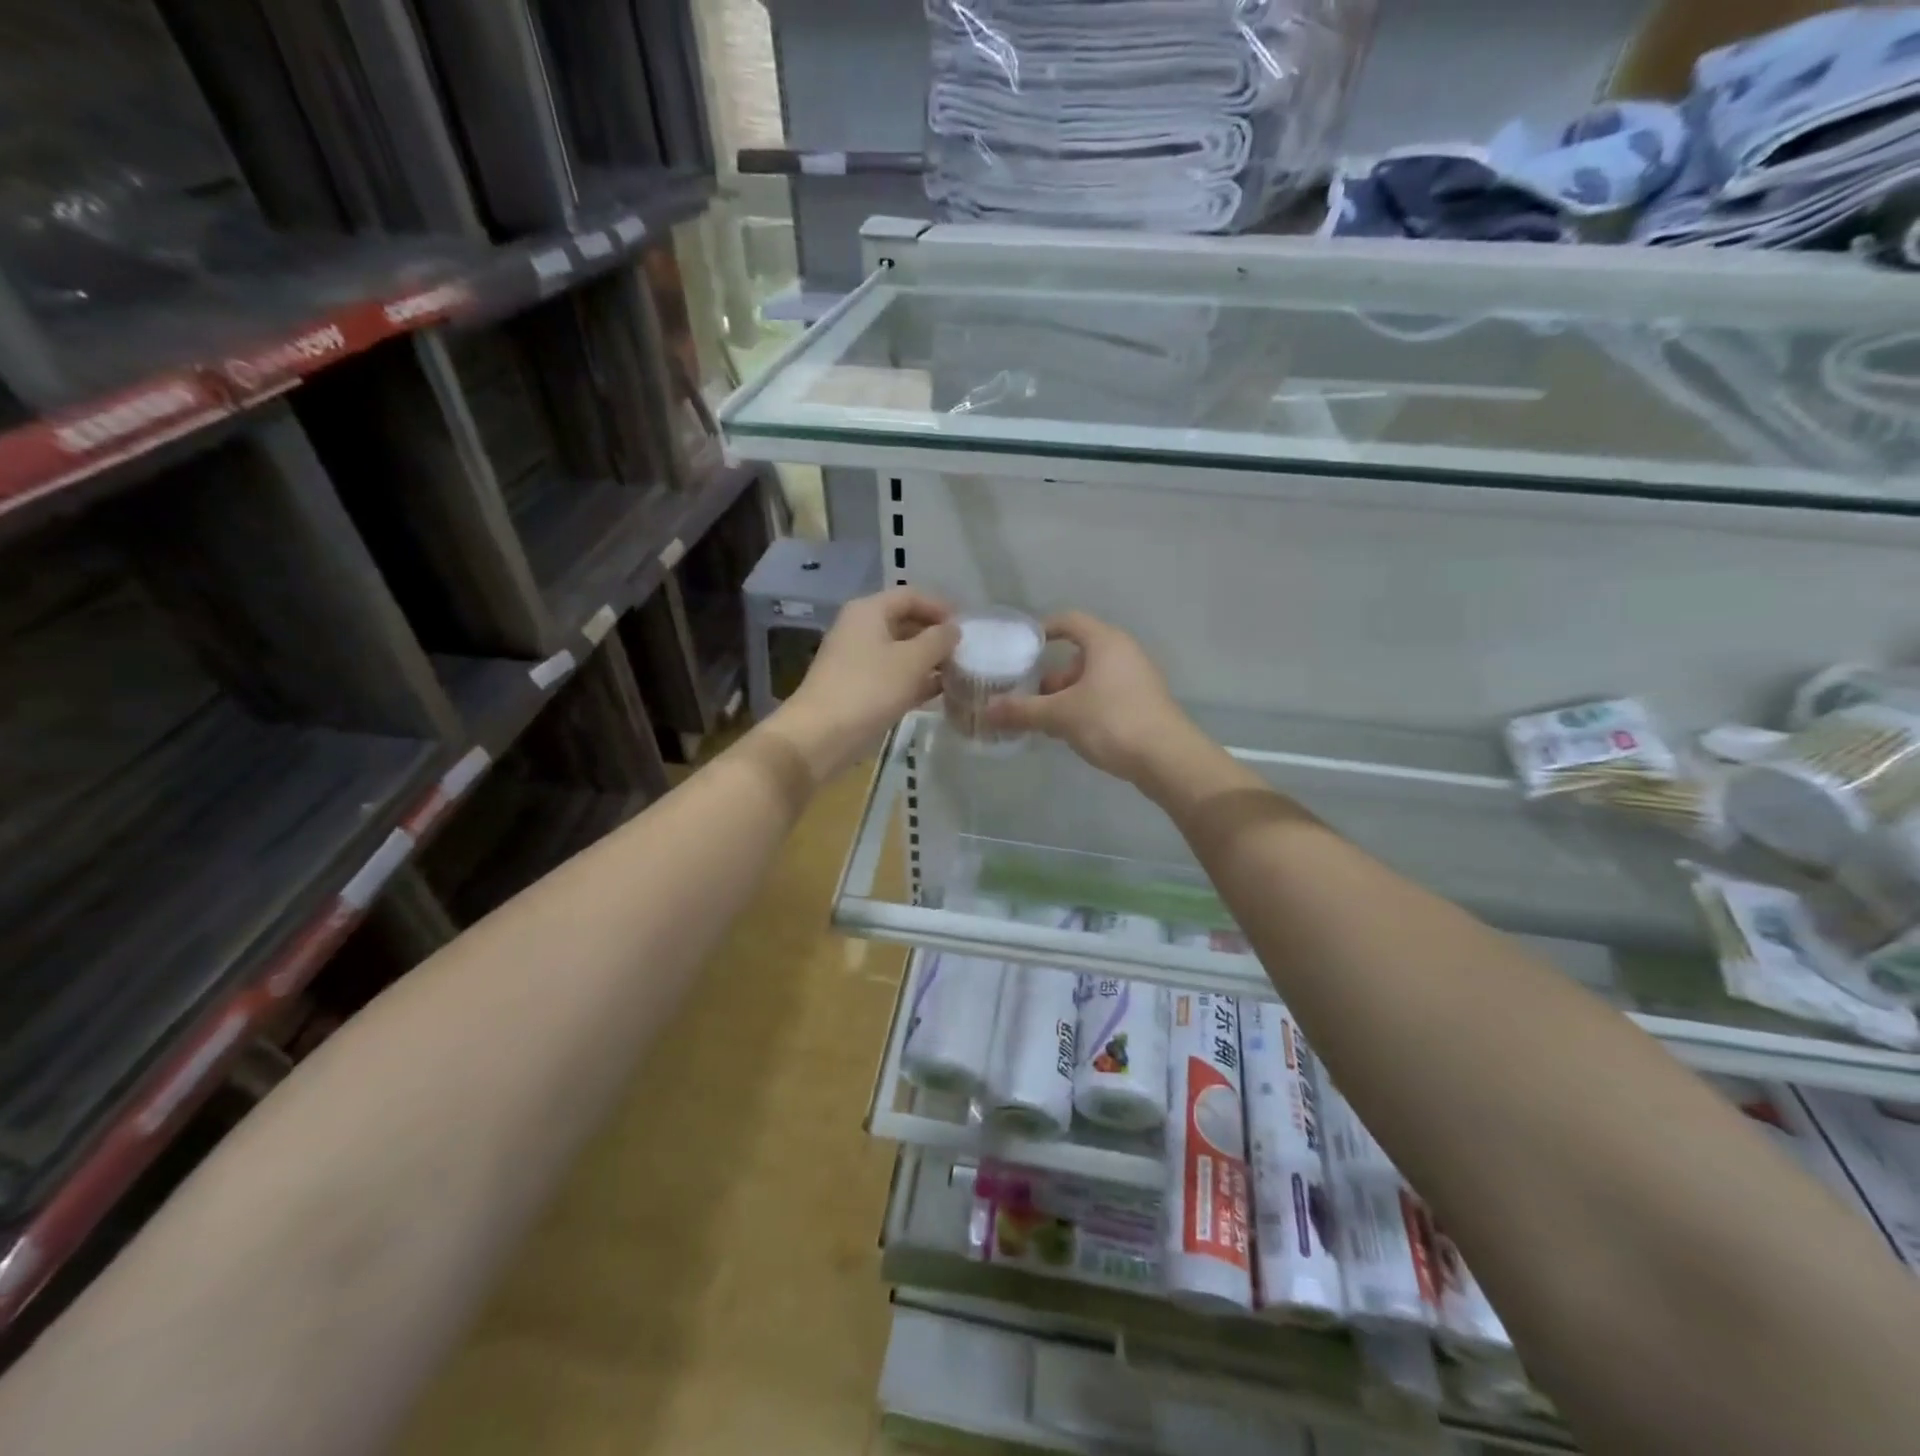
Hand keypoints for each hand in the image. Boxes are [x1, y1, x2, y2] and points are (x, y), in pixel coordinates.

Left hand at [770, 587, 958, 781]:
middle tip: (965, 652)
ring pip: (900, 652)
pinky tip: (939, 694)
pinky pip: (892, 676)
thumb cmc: (869, 689)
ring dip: (928, 661)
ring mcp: (857, 660)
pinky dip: (914, 681)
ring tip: (958, 674)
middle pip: (905, 622)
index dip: (940, 607)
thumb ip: (938, 640)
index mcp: (869, 611)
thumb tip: (953, 629)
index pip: (911, 596)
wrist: (821, 736)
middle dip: (935, 636)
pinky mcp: (858, 688)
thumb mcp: (912, 661)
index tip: (967, 627)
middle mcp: (860, 629)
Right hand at [984, 612, 1196, 783]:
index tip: (1019, 648)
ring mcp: (1137, 678)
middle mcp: (1124, 652)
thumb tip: (986, 710)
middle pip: (1078, 654)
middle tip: (1027, 695)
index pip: (1068, 621)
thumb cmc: (1112, 722)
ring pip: (1091, 678)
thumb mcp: (1060, 716)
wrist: (1167, 759)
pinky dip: (1084, 706)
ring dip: (1066, 695)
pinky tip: (1071, 732)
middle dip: (1050, 675)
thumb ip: (1022, 710)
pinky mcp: (1143, 703)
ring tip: (1044, 719)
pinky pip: (1105, 695)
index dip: (1042, 630)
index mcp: (1105, 642)